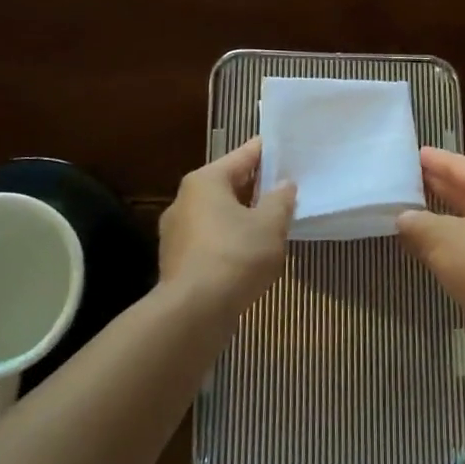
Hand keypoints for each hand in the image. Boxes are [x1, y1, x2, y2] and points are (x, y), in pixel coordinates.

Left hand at [158, 138, 294, 311]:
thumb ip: (281, 200)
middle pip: (228, 184)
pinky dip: (230, 240)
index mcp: (205, 181)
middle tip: (286, 190)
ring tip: (272, 224)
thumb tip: (284, 185)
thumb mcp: (270, 224)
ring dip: (243, 216)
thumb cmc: (235, 256)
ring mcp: (176, 233)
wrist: (193, 313)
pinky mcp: (177, 261)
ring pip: (218, 214)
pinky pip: (211, 240)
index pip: (243, 155)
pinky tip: (250, 254)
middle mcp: (184, 200)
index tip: (288, 150)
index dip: (268, 152)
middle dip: (257, 188)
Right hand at [396, 148, 464, 369]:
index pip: (461, 166)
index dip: (436, 159)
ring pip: (464, 222)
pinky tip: (423, 247)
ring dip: (438, 218)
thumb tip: (402, 218)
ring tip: (407, 210)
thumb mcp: (442, 237)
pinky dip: (445, 245)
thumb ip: (417, 223)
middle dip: (437, 185)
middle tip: (406, 177)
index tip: (414, 152)